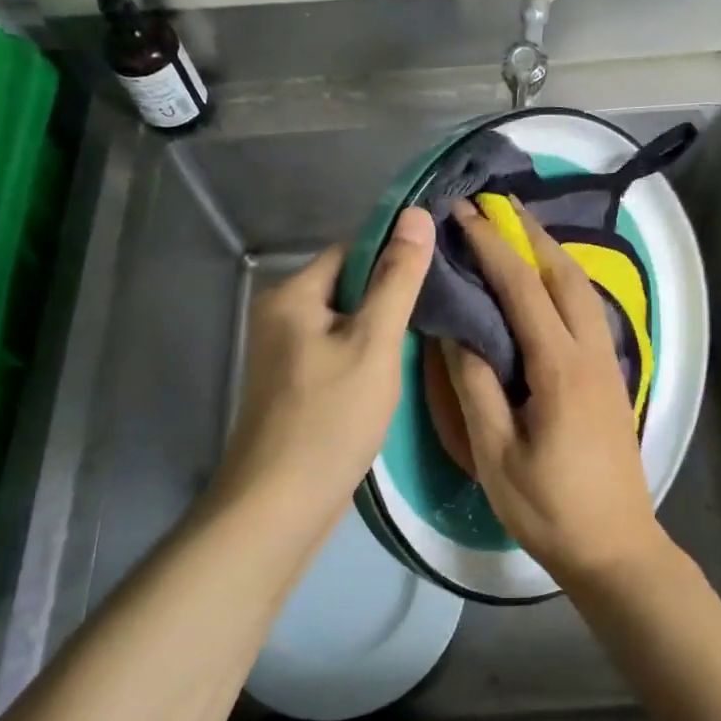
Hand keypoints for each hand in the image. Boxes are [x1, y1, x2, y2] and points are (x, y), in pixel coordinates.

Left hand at [213, 208, 434, 528]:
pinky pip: (337, 355)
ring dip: (381, 332)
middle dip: (390, 299)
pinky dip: (365, 359)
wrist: (281, 505)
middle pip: (348, 288)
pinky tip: (394, 377)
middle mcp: (280, 317)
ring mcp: (285, 355)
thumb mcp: (374, 343)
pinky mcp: (295, 387)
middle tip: (439, 315)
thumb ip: (397, 280)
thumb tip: (416, 215)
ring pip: (346, 325)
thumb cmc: (330, 418)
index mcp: (292, 295)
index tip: (439, 275)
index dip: (394, 258)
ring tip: (426, 343)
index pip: (352, 252)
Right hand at [440, 198, 673, 587]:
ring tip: (517, 231)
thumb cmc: (549, 508)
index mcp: (561, 369)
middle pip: (565, 274)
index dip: (492, 247)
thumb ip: (475, 386)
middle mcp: (592, 353)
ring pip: (583, 290)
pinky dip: (563, 282)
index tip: (464, 214)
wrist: (616, 547)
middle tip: (496, 205)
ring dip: (550, 253)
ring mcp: (609, 364)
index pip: (523, 289)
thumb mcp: (494, 454)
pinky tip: (543, 284)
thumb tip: (456, 332)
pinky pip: (588, 311)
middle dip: (530, 233)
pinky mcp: (612, 378)